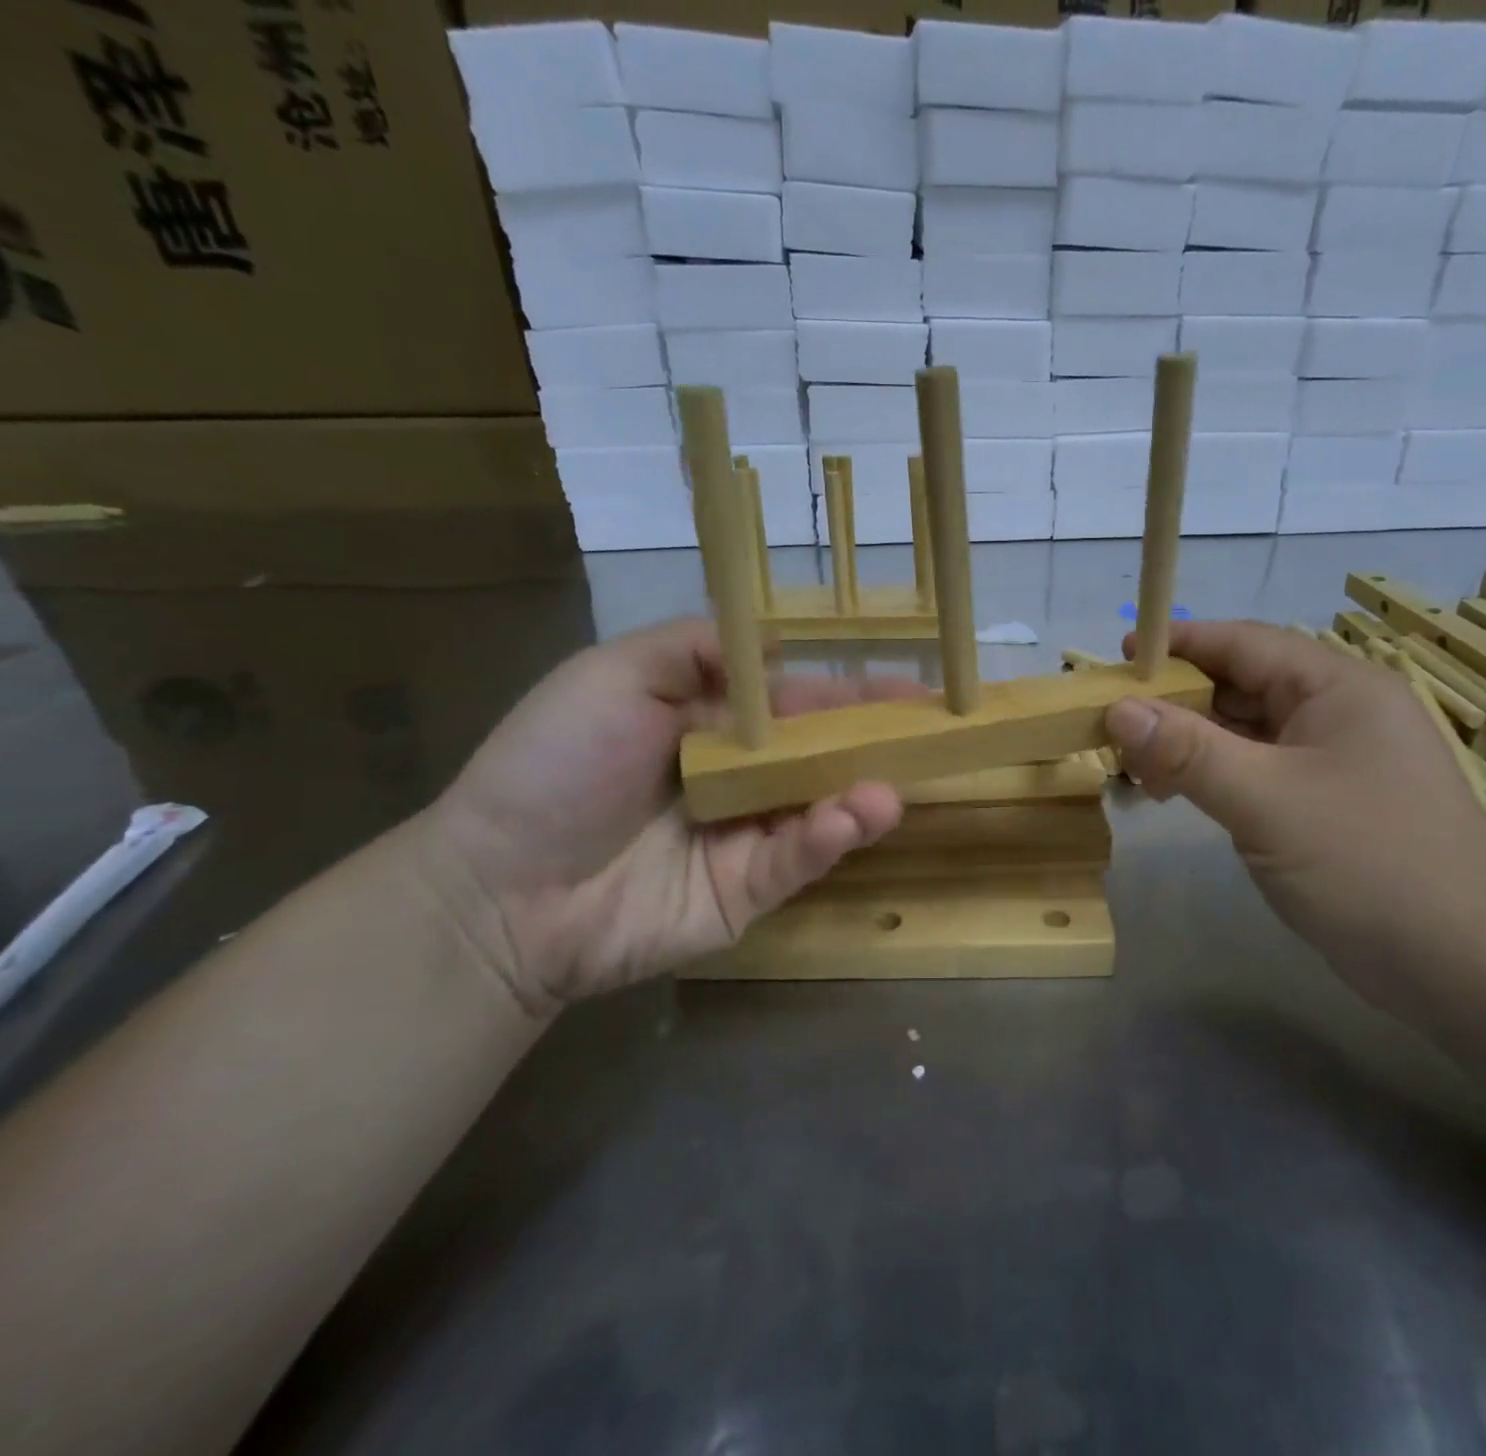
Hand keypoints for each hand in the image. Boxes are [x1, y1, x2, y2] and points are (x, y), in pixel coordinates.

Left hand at [418, 619, 913, 1011]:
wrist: (498, 886)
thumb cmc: (556, 765)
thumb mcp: (616, 675)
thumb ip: (698, 649)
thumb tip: (781, 643)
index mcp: (712, 725)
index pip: (797, 704)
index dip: (851, 694)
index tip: (912, 688)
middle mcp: (739, 778)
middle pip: (821, 757)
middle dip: (875, 744)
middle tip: (932, 733)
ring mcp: (746, 838)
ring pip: (820, 811)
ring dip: (860, 796)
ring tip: (886, 789)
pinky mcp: (746, 892)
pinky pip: (796, 860)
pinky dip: (827, 839)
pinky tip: (850, 818)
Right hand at [1104, 621, 1485, 1005]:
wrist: (1467, 965)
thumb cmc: (1368, 863)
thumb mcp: (1265, 800)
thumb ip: (1187, 751)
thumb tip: (1117, 710)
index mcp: (1337, 687)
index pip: (1244, 643)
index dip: (1178, 644)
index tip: (1120, 656)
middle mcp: (1338, 713)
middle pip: (1242, 686)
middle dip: (1177, 699)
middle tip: (1112, 717)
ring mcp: (1336, 762)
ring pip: (1247, 733)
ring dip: (1191, 741)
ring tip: (1133, 759)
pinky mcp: (1329, 806)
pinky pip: (1259, 772)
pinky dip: (1215, 775)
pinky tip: (1179, 792)